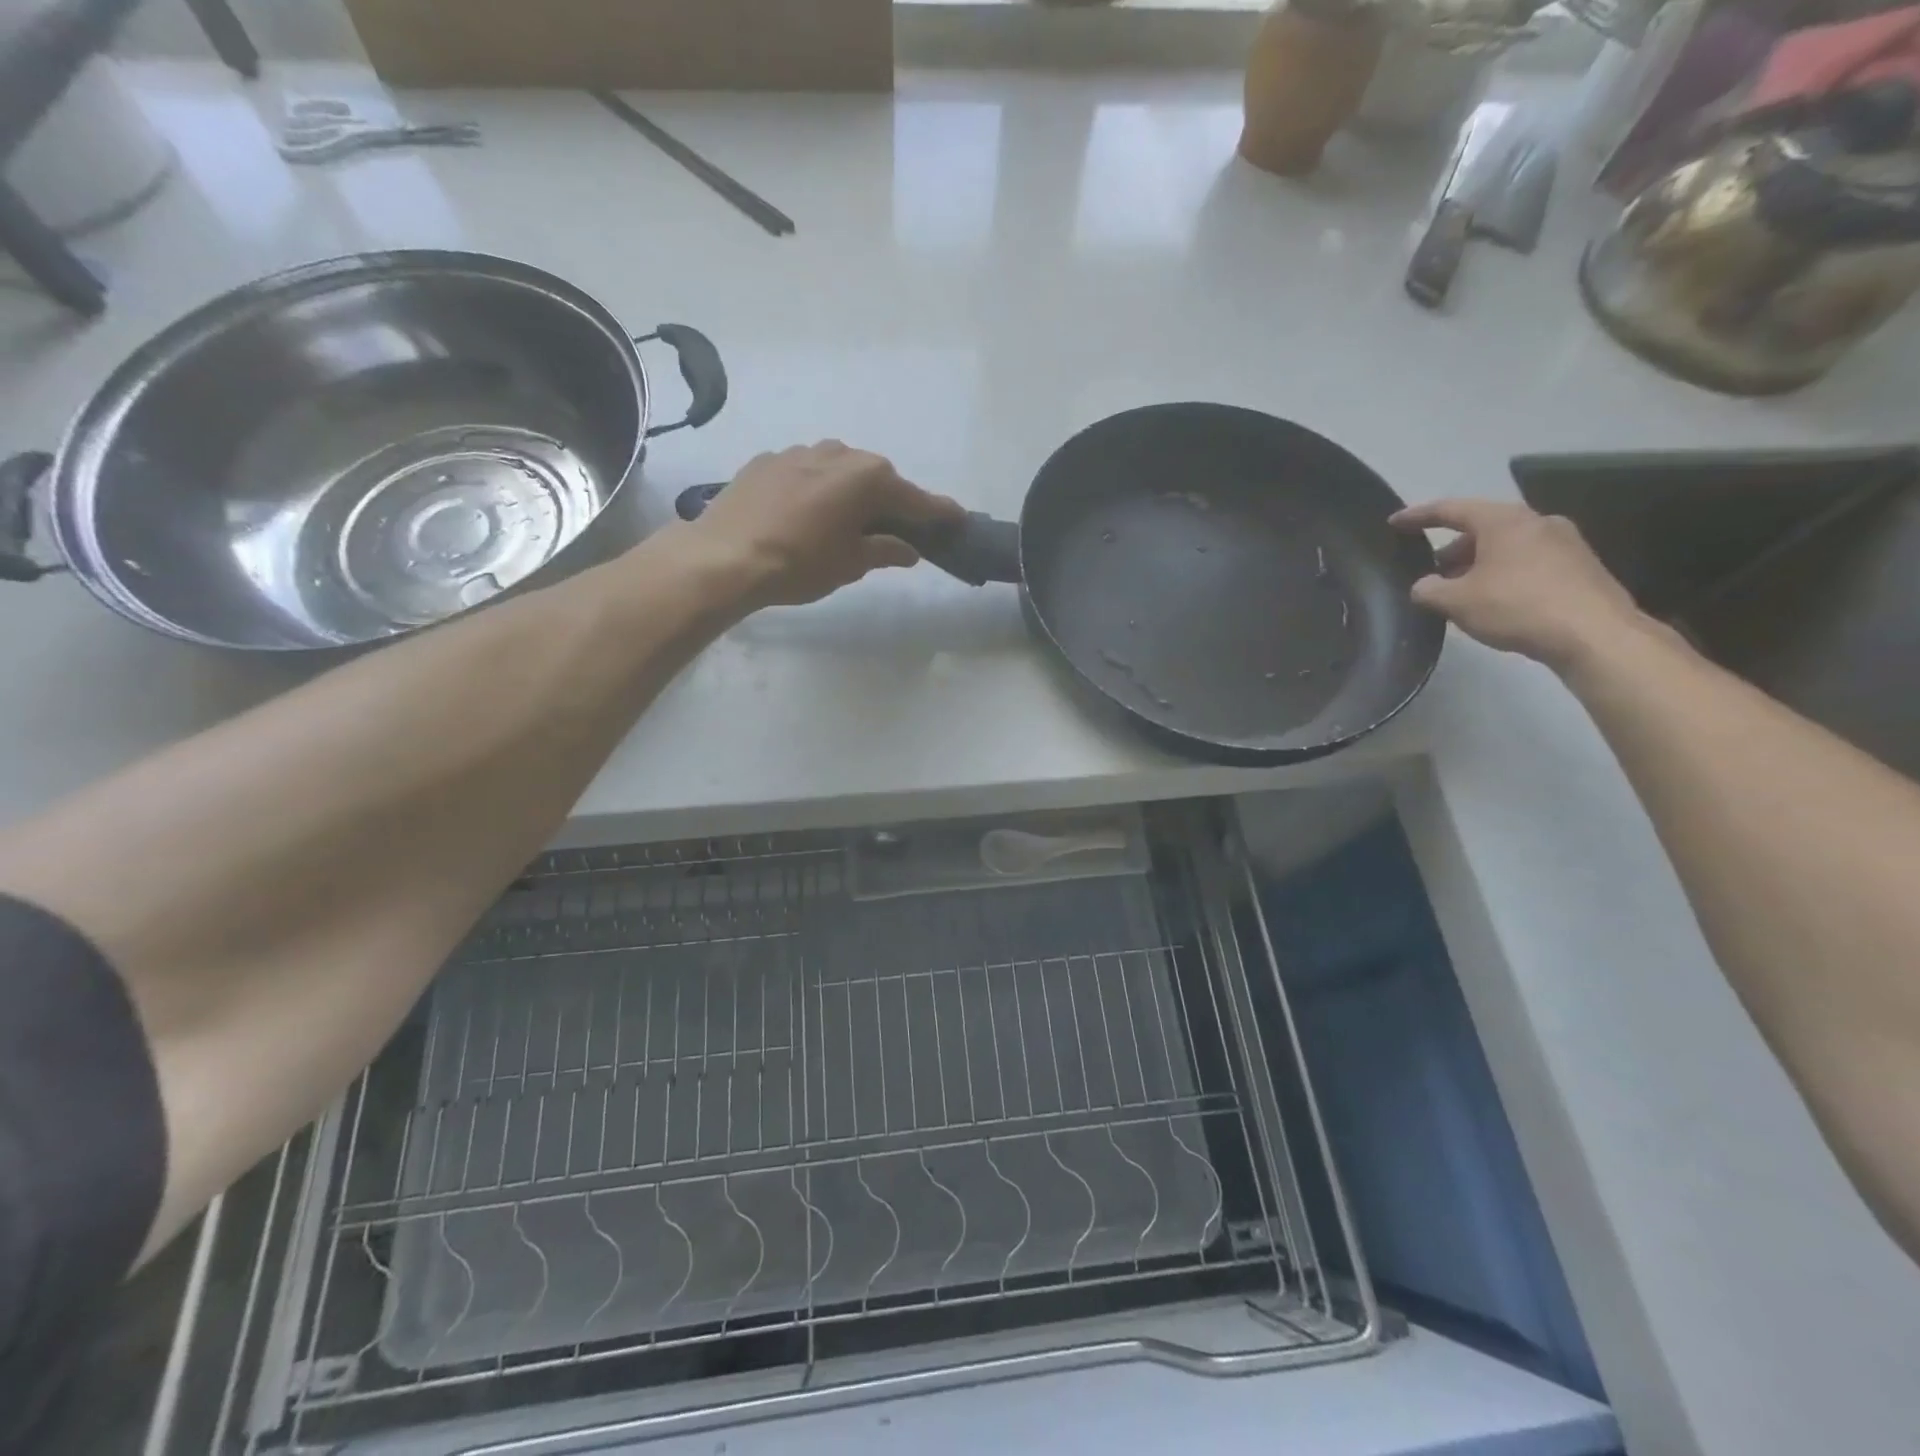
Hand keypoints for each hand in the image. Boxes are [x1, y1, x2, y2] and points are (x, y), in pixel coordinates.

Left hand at [686, 442, 964, 607]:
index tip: (958, 518)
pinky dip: (816, 490)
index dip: (939, 513)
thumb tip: (907, 549)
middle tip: (895, 529)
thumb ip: (884, 551)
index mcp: (868, 478)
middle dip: (889, 502)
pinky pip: (807, 472)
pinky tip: (805, 514)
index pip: (915, 499)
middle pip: (877, 478)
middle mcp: (839, 453)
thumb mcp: (850, 564)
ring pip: (840, 470)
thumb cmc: (800, 564)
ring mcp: (800, 452)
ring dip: (850, 492)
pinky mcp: (768, 460)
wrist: (725, 557)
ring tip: (845, 521)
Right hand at [1390, 499, 1648, 672]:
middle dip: (1452, 549)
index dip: (1418, 516)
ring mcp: (1564, 542)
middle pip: (1482, 528)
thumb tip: (1424, 586)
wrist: (1595, 634)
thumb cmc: (1518, 607)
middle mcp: (1536, 521)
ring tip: (1460, 591)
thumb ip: (1429, 590)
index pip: (1451, 510)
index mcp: (1504, 521)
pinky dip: (1503, 573)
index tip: (1394, 522)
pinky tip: (1494, 600)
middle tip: (1431, 572)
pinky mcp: (1579, 566)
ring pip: (1506, 546)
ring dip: (1478, 563)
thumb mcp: (1457, 602)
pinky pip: (1528, 561)